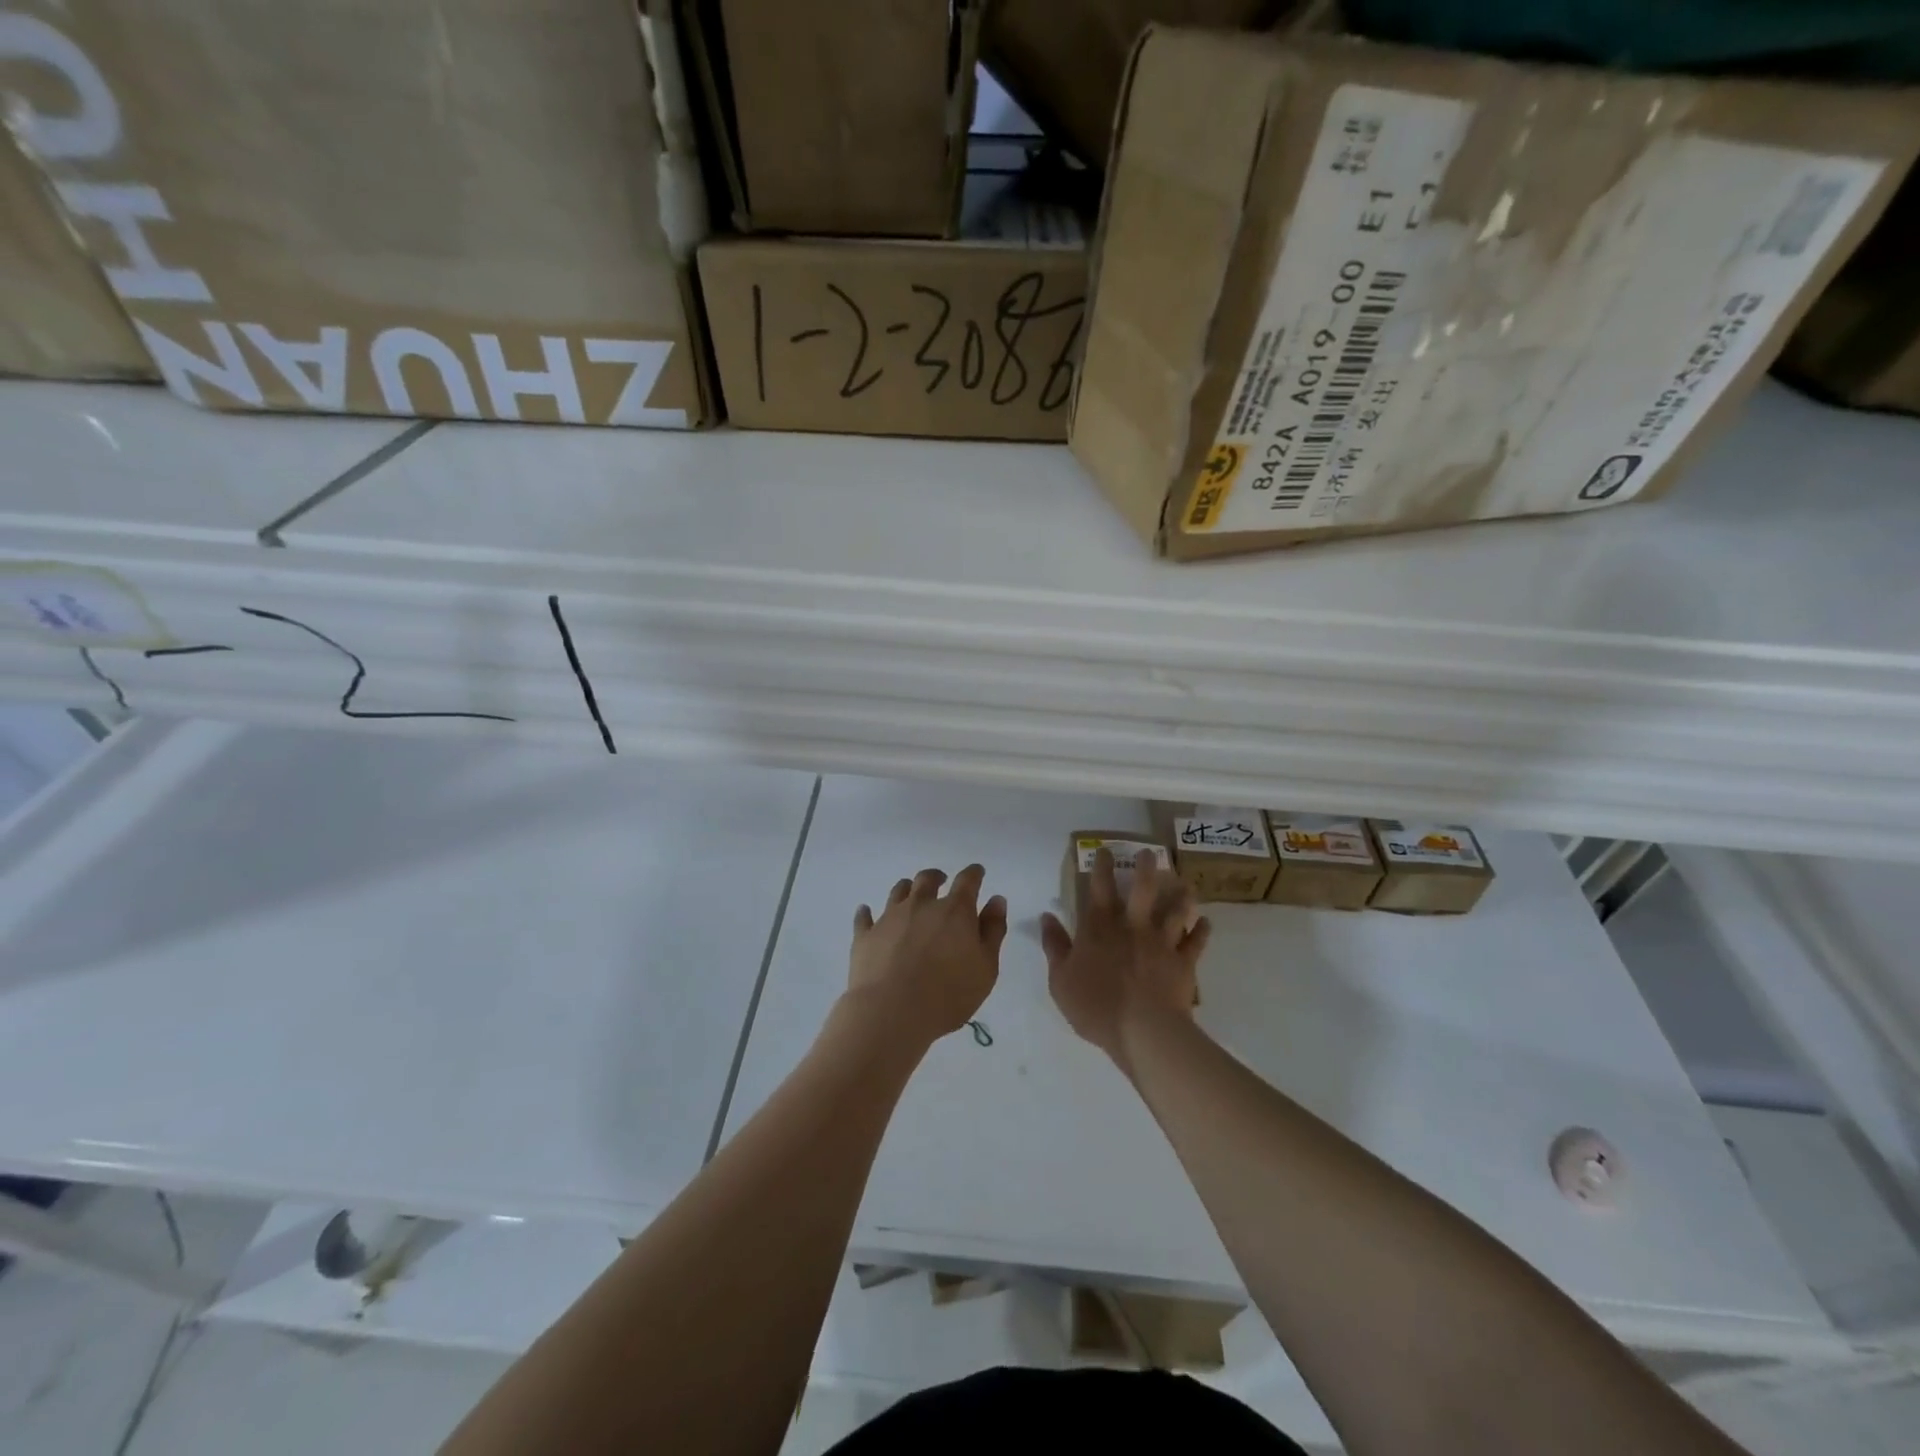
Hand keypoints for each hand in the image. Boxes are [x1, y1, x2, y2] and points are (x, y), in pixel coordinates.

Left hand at [847, 865, 1007, 1048]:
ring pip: (898, 891)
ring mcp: (890, 917)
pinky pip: (864, 917)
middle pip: (927, 879)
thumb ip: (993, 931)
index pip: (968, 881)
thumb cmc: (949, 993)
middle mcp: (921, 905)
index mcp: (954, 911)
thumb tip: (996, 900)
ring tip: (910, 893)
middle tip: (941, 881)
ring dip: (907, 889)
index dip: (974, 874)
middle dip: (937, 877)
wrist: (892, 1012)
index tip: (977, 872)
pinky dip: (867, 913)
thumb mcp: (986, 967)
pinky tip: (866, 912)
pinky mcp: (866, 935)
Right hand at [1041, 849, 1210, 1071]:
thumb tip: (1046, 917)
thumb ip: (1055, 945)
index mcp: (1099, 928)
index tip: (1106, 850)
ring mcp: (1161, 942)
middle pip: (1142, 889)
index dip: (1101, 867)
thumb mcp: (1060, 979)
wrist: (1142, 1030)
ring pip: (1175, 911)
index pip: (1099, 888)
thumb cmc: (1095, 1005)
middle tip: (1151, 854)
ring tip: (1186, 884)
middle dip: (1146, 868)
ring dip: (1181, 896)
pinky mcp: (1183, 962)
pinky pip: (1195, 942)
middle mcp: (1132, 926)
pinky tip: (1206, 923)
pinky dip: (1202, 931)